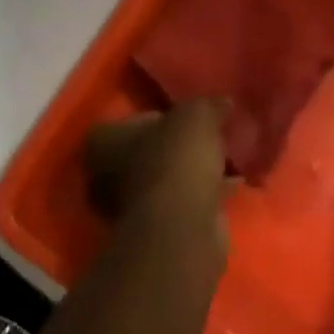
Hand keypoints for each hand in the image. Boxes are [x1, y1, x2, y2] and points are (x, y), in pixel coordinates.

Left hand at [83, 99, 232, 248]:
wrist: (180, 229)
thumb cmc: (175, 160)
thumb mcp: (196, 116)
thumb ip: (207, 106)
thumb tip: (222, 103)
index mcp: (102, 141)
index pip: (132, 120)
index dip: (163, 116)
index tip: (190, 118)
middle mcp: (104, 175)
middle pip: (149, 151)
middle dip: (177, 147)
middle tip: (208, 137)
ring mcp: (128, 208)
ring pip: (166, 179)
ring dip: (191, 172)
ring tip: (225, 158)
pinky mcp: (155, 231)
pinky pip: (182, 202)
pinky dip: (203, 193)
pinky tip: (232, 184)